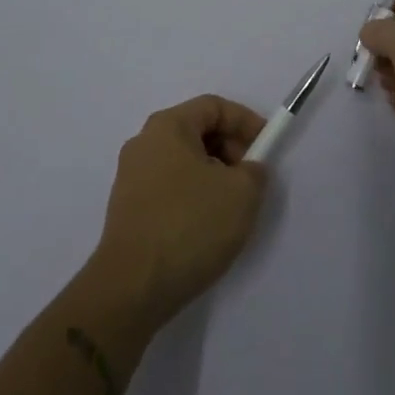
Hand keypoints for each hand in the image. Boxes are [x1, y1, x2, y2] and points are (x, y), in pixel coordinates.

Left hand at [89, 95, 269, 329]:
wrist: (132, 288)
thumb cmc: (189, 225)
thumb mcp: (242, 193)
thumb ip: (255, 170)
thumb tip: (247, 170)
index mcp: (167, 126)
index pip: (213, 106)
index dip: (245, 121)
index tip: (266, 148)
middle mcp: (144, 143)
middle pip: (197, 131)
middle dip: (230, 149)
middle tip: (251, 179)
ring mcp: (131, 177)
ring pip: (184, 161)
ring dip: (213, 175)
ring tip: (232, 207)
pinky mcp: (127, 209)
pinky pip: (169, 187)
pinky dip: (193, 195)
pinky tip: (206, 226)